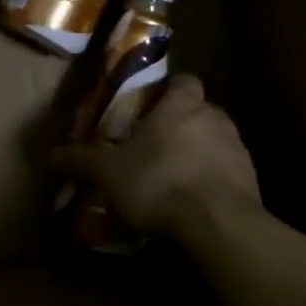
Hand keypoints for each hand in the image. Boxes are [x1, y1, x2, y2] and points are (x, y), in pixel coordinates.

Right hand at [54, 75, 261, 244]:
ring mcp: (238, 149)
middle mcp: (214, 117)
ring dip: (199, 154)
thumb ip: (82, 160)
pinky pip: (229, 173)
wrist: (219, 225)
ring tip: (175, 179)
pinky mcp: (252, 181)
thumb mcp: (109, 173)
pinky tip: (195, 203)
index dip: (169, 91)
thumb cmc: (159, 182)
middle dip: (181, 126)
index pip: (183, 81)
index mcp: (182, 104)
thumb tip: (53, 154)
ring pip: (216, 142)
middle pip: (200, 111)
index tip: (153, 107)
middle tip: (156, 148)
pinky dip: (213, 182)